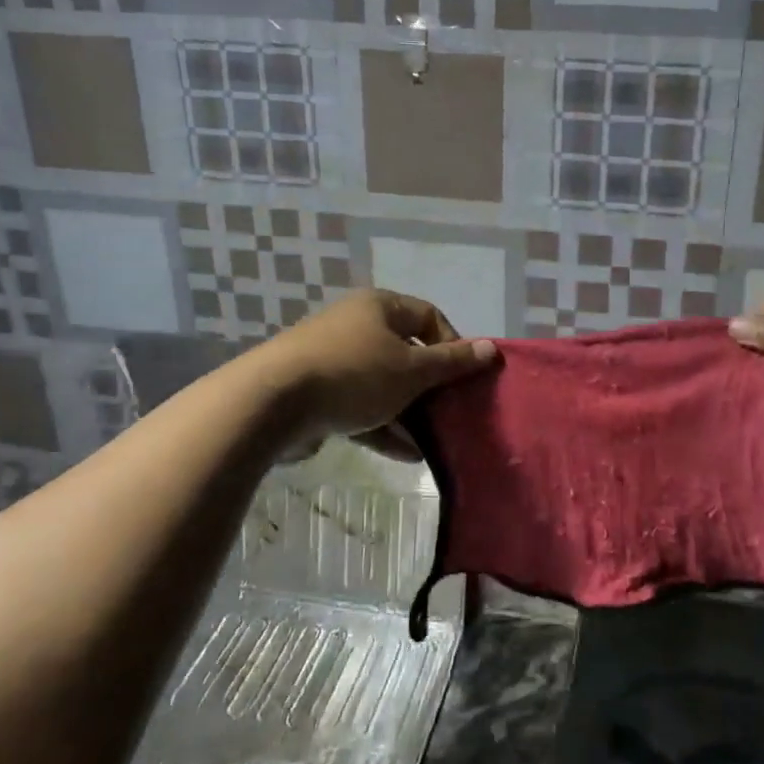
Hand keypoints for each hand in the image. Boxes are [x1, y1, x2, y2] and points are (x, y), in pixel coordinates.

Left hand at [254, 290, 496, 459]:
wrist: (272, 403)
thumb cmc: (354, 374)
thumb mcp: (412, 370)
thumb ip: (453, 363)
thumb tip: (491, 349)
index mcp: (379, 307)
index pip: (429, 317)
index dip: (453, 344)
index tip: (465, 376)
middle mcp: (356, 326)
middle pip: (406, 353)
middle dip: (431, 386)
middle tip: (452, 411)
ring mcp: (333, 361)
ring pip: (384, 384)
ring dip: (409, 412)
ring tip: (434, 441)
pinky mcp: (317, 393)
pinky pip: (360, 406)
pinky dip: (382, 427)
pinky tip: (407, 456)